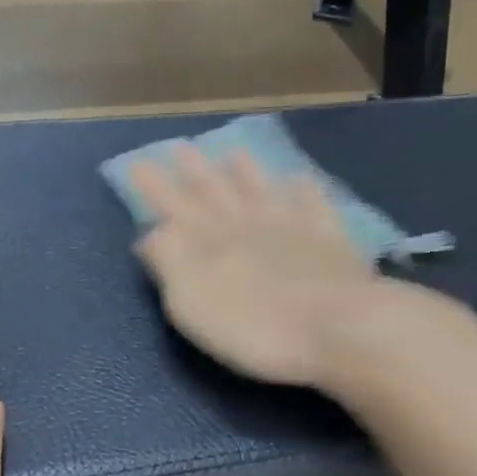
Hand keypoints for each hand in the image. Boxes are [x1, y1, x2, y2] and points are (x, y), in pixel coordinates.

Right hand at [131, 146, 392, 386]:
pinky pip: (315, 205)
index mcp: (210, 242)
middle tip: (181, 147)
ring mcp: (294, 228)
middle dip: (195, 170)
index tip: (137, 162)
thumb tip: (151, 232)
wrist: (339, 328)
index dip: (154, 186)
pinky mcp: (331, 241)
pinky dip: (305, 190)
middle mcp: (248, 225)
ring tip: (233, 152)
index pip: (173, 206)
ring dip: (246, 172)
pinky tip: (301, 180)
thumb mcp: (191, 301)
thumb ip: (169, 261)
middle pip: (216, 191)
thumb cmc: (254, 326)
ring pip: (263, 190)